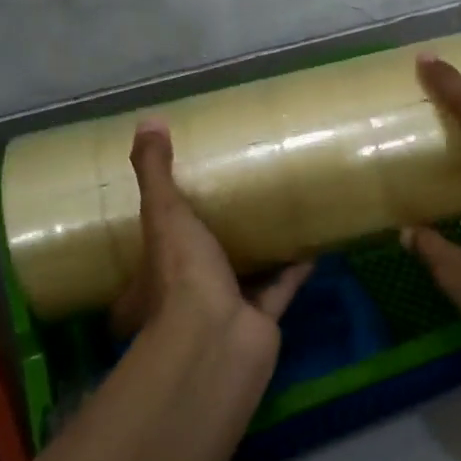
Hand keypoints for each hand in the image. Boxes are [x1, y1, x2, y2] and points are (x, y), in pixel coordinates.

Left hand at [110, 119, 313, 369]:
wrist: (219, 339)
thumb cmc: (182, 276)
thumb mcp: (163, 214)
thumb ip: (155, 171)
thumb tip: (148, 120)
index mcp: (152, 278)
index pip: (150, 251)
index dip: (161, 227)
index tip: (181, 194)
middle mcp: (185, 297)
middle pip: (199, 262)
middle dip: (215, 235)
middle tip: (235, 195)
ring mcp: (224, 310)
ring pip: (242, 275)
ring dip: (258, 249)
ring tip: (275, 211)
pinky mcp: (261, 320)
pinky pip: (280, 288)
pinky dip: (294, 267)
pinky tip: (312, 240)